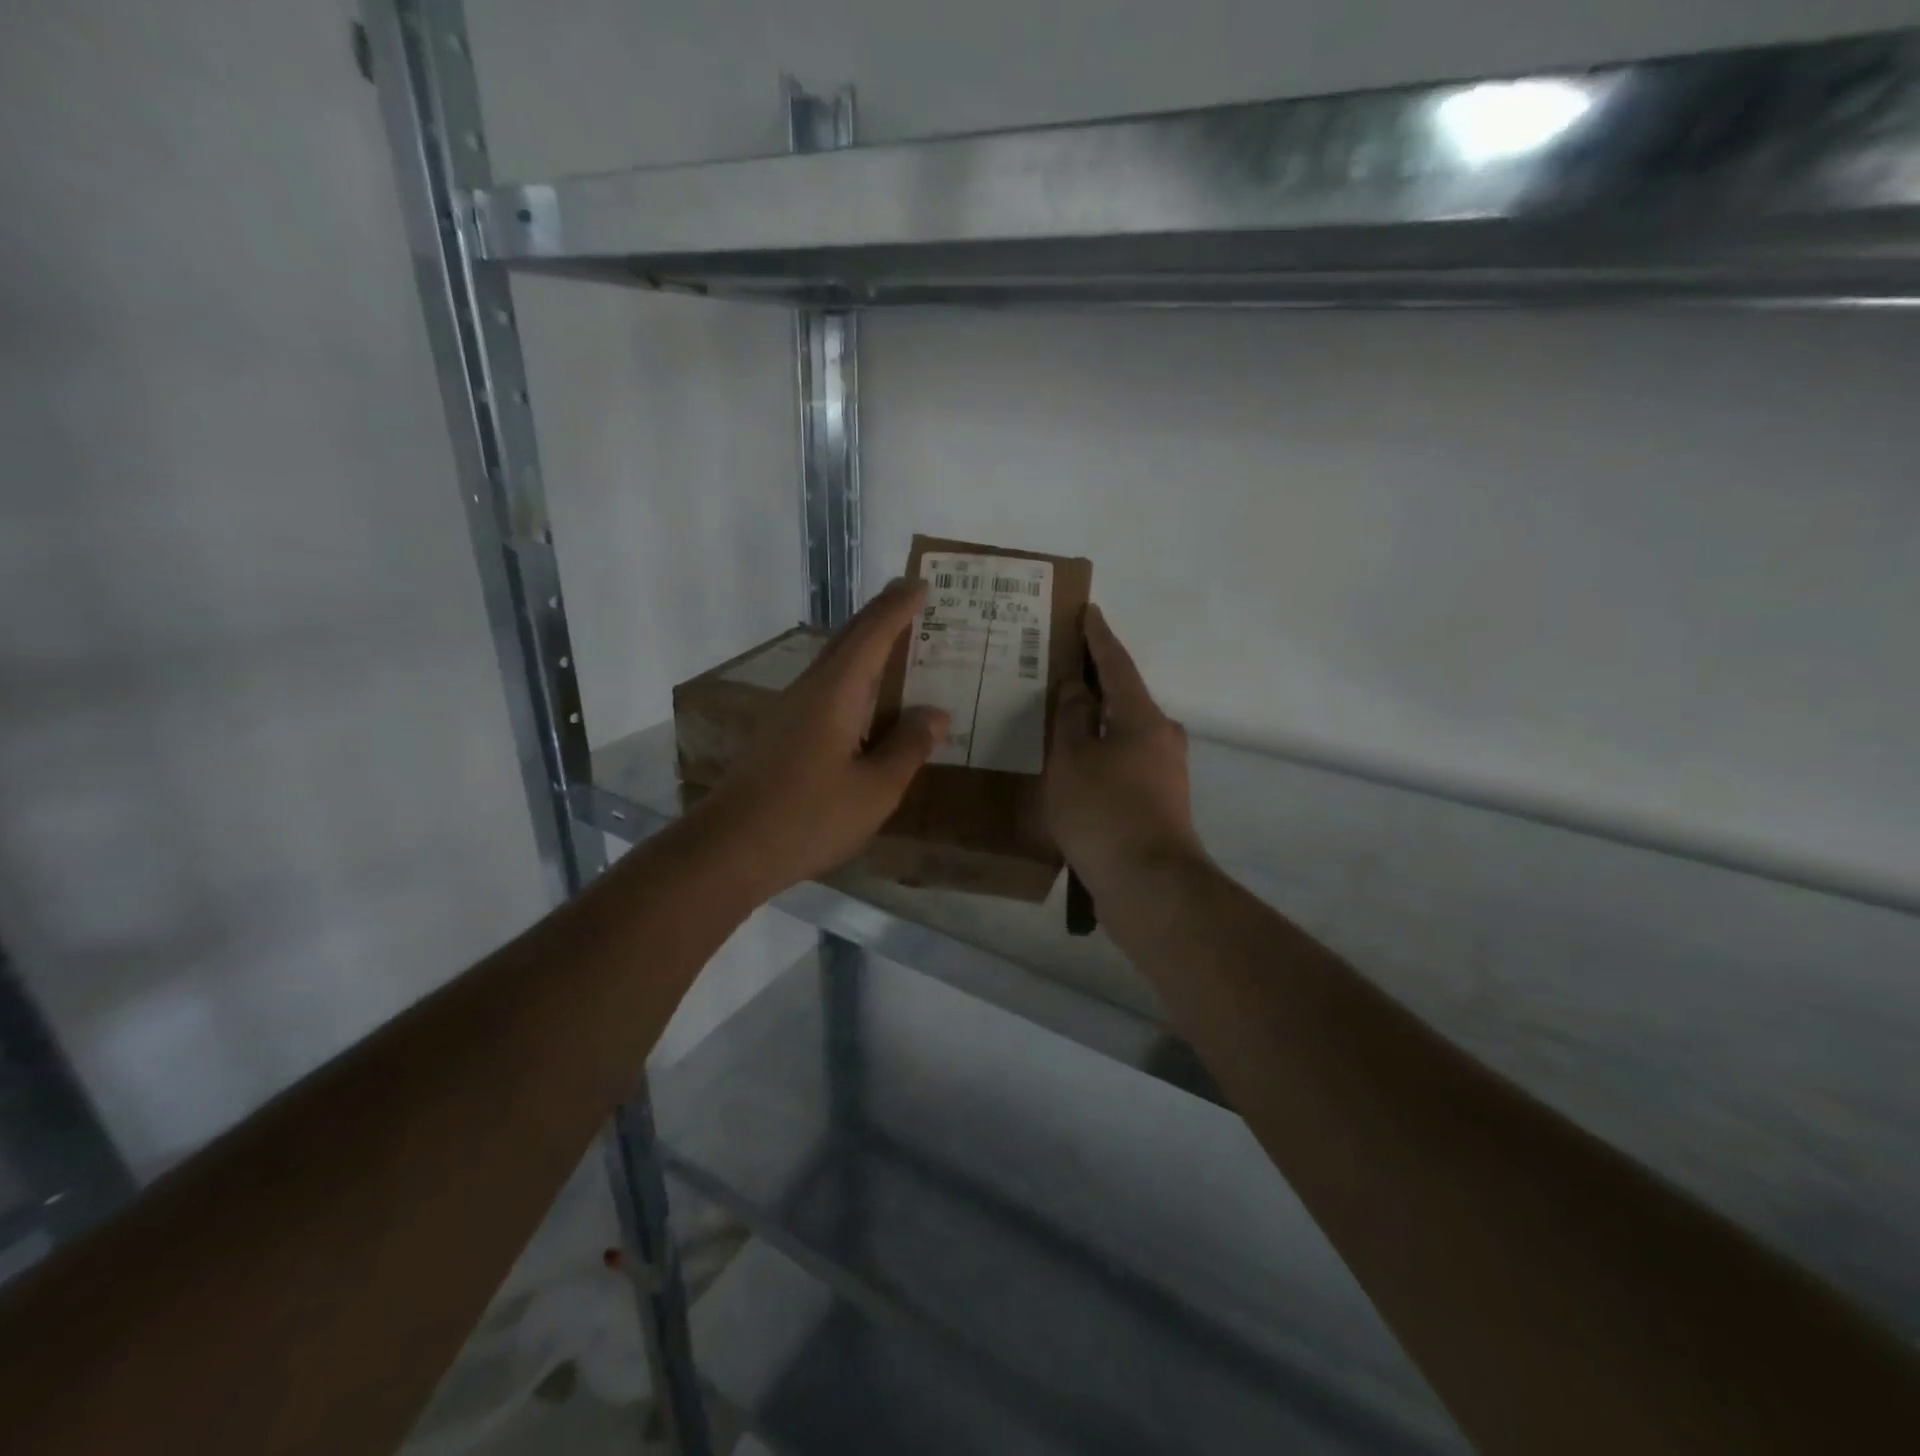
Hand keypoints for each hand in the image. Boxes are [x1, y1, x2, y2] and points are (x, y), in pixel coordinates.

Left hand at [696, 579, 948, 898]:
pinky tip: (866, 703)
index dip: (898, 608)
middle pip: (848, 640)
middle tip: (911, 601)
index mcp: (835, 692)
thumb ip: (908, 747)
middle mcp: (809, 691)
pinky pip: (826, 690)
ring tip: (898, 646)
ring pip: (834, 665)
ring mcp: (790, 713)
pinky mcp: (781, 736)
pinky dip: (854, 681)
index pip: (872, 634)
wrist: (729, 850)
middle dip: (881, 616)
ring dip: (865, 648)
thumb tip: (935, 714)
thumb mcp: (875, 789)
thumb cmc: (809, 817)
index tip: (920, 583)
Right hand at [1045, 605, 1203, 894]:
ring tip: (1059, 718)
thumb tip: (1078, 686)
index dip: (1098, 637)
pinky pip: (1123, 762)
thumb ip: (1070, 717)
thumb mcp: (1072, 759)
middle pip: (1123, 698)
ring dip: (1095, 722)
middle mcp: (1161, 737)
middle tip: (1060, 668)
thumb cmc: (1104, 812)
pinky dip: (1100, 754)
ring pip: (1123, 733)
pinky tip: (1075, 765)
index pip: (1117, 664)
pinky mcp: (1159, 802)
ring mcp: (1164, 772)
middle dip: (1094, 682)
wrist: (1149, 885)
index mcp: (1142, 717)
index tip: (1088, 611)